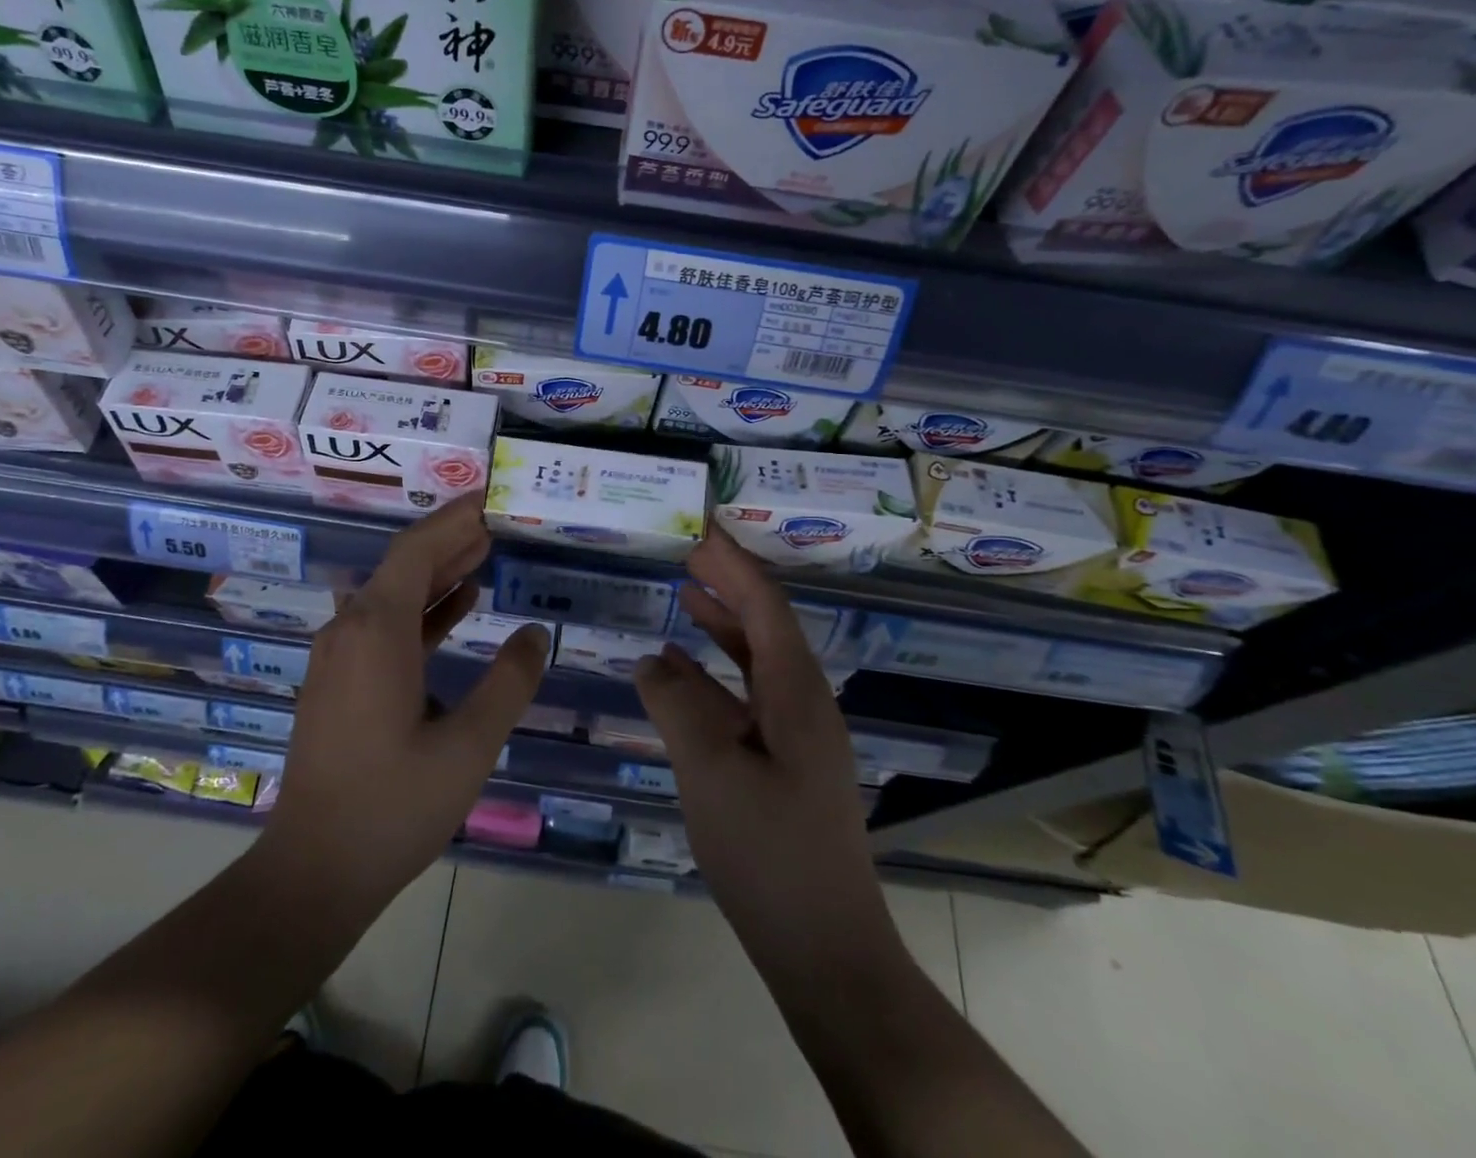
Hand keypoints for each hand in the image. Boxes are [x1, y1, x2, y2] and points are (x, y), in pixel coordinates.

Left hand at [260, 492, 549, 923]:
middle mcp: (351, 629)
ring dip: (440, 571)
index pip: (417, 549)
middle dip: (452, 538)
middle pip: (404, 564)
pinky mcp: (340, 680)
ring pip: (395, 593)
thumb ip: (508, 682)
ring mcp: (340, 655)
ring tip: (487, 551)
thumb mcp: (468, 746)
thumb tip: (536, 633)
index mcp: (377, 631)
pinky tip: (460, 605)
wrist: (312, 871)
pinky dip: (424, 608)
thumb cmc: (393, 807)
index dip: (455, 518)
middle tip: (501, 520)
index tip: (491, 498)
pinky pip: (385, 623)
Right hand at [637, 530, 890, 968]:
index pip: (765, 604)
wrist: (824, 949)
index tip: (703, 527)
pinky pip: (747, 697)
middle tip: (689, 550)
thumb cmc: (769, 853)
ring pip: (756, 659)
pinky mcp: (784, 763)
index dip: (735, 562)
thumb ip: (677, 706)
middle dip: (729, 582)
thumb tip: (651, 660)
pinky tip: (681, 672)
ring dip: (723, 624)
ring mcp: (797, 734)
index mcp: (796, 692)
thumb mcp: (711, 771)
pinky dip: (715, 675)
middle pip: (766, 623)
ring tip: (685, 592)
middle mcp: (804, 702)